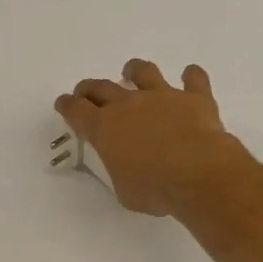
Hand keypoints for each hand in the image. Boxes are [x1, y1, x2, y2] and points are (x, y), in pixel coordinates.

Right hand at [54, 59, 247, 215]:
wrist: (199, 174)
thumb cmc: (155, 189)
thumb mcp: (124, 190)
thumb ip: (120, 171)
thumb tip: (127, 167)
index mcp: (105, 129)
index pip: (77, 111)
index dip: (67, 106)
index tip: (63, 104)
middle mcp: (129, 105)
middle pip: (102, 87)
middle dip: (90, 89)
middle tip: (86, 92)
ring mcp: (163, 96)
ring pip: (143, 72)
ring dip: (134, 70)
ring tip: (131, 72)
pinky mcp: (194, 98)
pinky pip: (193, 79)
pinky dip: (191, 76)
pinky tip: (191, 75)